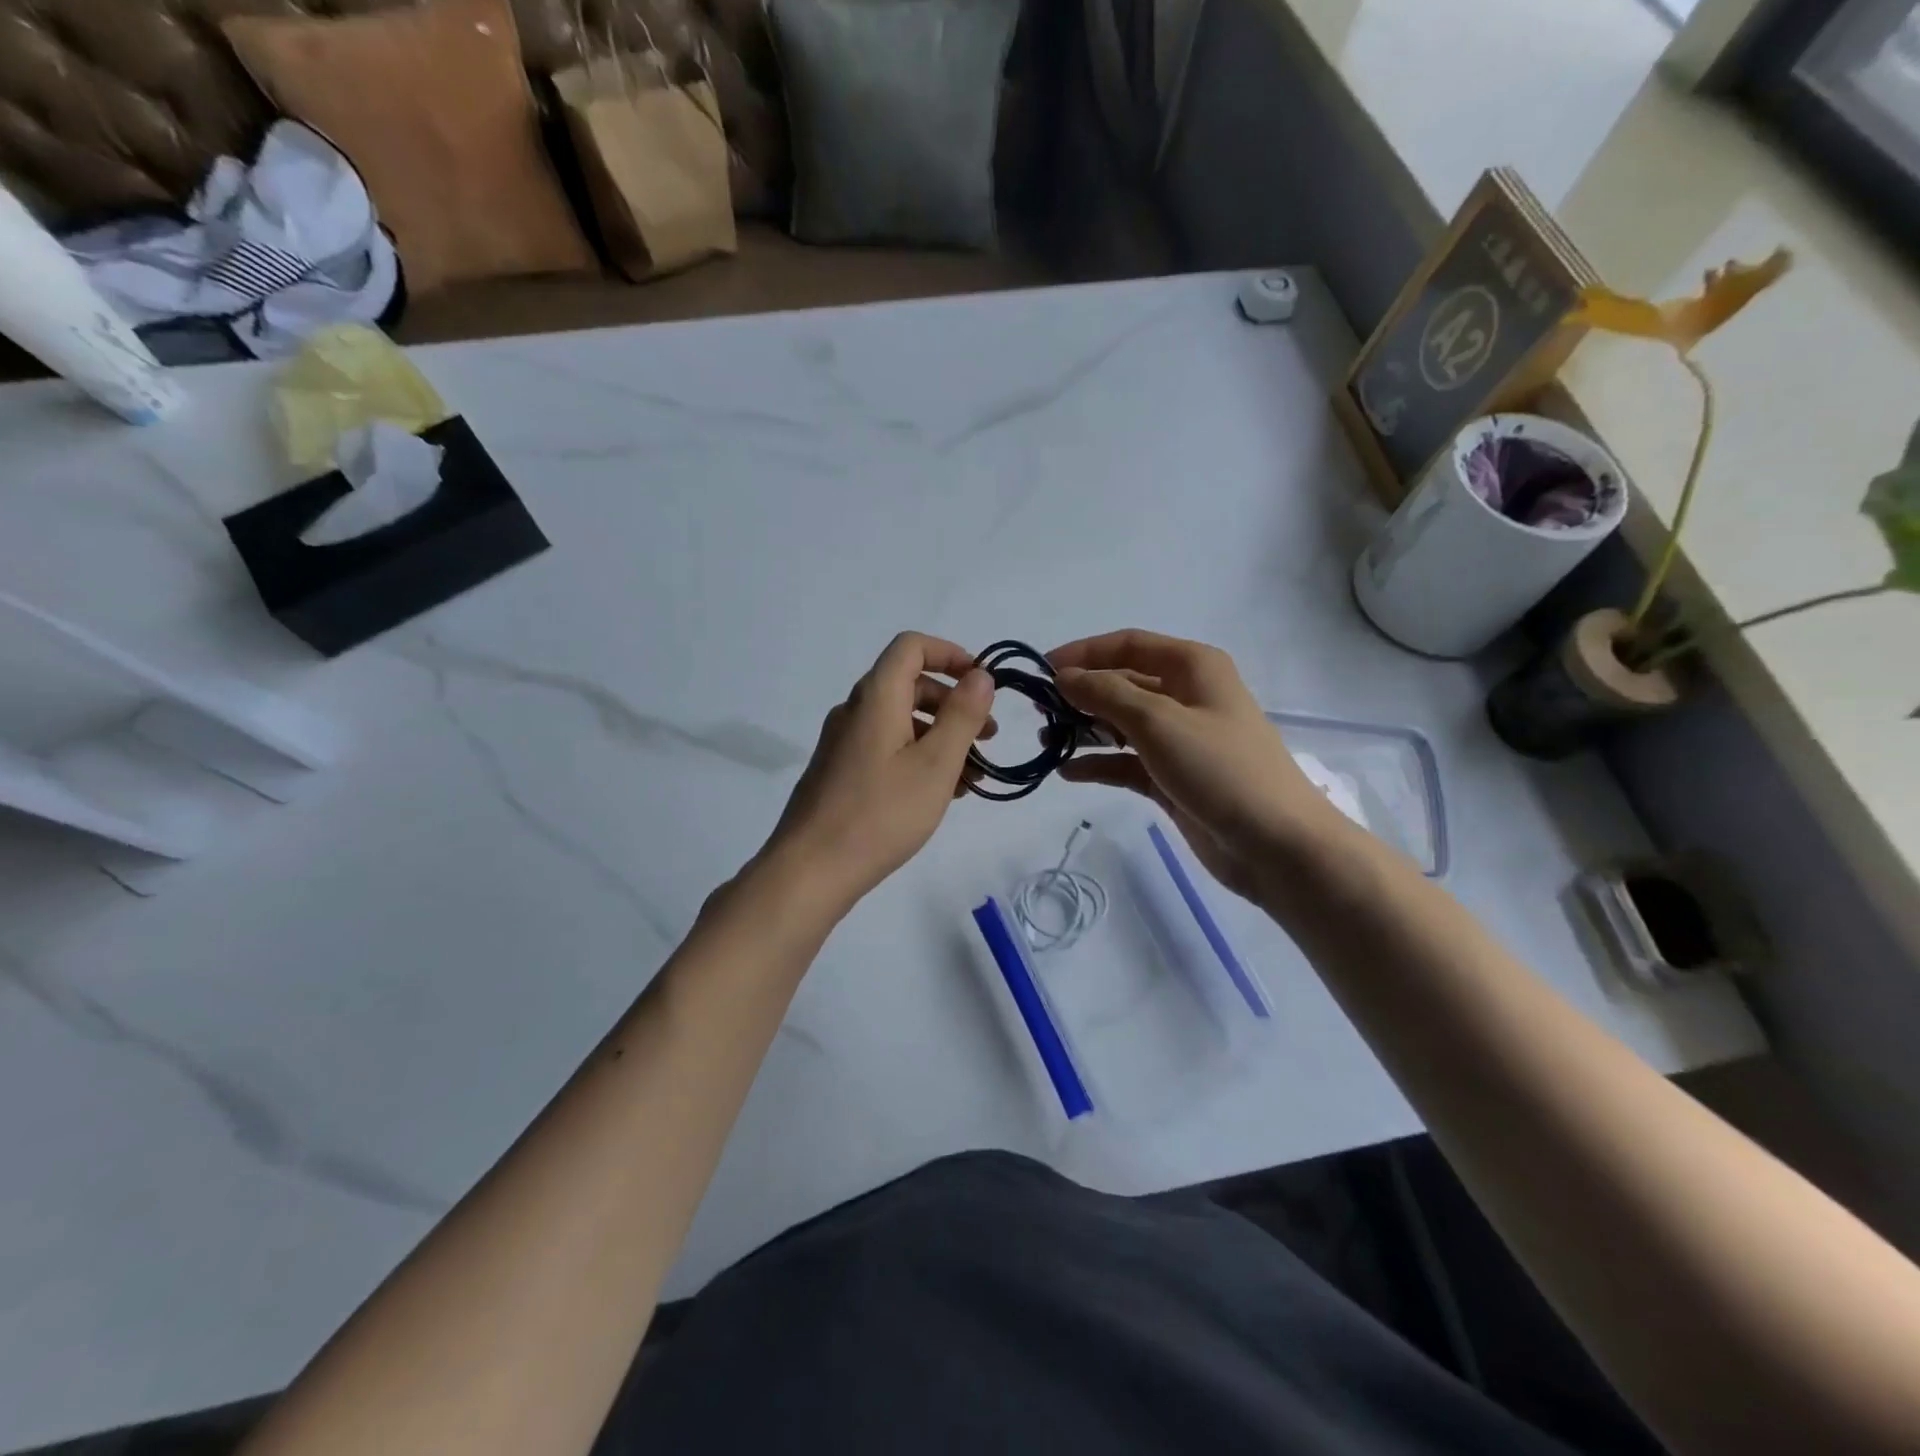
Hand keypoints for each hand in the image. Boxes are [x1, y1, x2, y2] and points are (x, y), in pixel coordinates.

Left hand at [758, 633, 994, 911]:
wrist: (811, 869)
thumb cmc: (881, 813)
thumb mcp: (935, 765)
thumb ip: (962, 715)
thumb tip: (979, 676)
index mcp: (876, 697)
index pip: (911, 646)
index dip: (951, 654)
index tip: (983, 683)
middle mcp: (855, 710)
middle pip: (910, 685)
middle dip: (955, 705)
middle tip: (989, 738)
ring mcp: (844, 742)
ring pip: (901, 722)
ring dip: (941, 738)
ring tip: (972, 777)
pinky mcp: (840, 771)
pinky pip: (887, 748)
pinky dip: (918, 758)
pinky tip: (941, 793)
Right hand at [1050, 630, 1339, 901]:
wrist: (1275, 844)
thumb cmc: (1220, 768)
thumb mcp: (1158, 722)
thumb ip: (1105, 693)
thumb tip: (1063, 676)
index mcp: (1192, 667)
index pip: (1128, 645)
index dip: (1084, 653)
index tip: (1042, 670)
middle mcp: (1186, 696)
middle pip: (1122, 683)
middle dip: (1081, 693)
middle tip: (1039, 712)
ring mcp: (1179, 739)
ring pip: (1121, 723)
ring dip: (1085, 729)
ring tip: (1045, 741)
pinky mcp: (1172, 777)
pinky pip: (1126, 762)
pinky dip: (1099, 763)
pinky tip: (1068, 772)